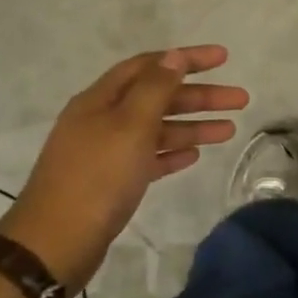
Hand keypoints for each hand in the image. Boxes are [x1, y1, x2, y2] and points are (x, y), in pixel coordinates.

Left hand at [0, 47, 248, 288]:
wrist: (57, 241)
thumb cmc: (97, 177)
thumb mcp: (130, 125)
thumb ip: (155, 89)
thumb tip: (174, 56)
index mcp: (101, 100)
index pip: (149, 66)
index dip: (185, 58)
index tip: (223, 58)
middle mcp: (103, 120)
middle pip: (158, 98)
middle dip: (200, 96)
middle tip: (240, 99)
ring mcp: (107, 152)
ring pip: (158, 129)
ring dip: (194, 126)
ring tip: (230, 130)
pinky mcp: (114, 181)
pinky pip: (150, 158)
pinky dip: (173, 152)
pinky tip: (195, 155)